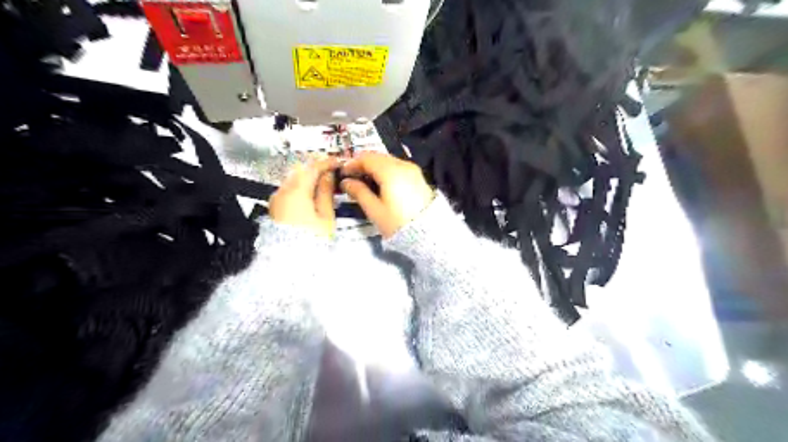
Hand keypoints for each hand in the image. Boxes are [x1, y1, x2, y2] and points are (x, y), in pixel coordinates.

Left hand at [270, 156, 336, 235]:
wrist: (287, 261)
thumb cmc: (310, 240)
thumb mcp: (325, 217)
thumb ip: (326, 193)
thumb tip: (328, 177)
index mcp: (297, 191)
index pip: (313, 167)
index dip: (327, 162)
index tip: (337, 162)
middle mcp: (283, 191)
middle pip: (300, 171)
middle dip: (316, 169)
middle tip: (331, 172)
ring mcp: (276, 199)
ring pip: (293, 179)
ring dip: (307, 178)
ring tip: (323, 185)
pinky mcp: (274, 208)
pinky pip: (288, 190)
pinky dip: (300, 188)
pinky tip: (310, 195)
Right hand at [341, 152, 433, 238]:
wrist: (428, 233)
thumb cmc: (398, 223)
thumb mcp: (375, 210)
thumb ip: (359, 192)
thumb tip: (346, 182)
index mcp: (390, 171)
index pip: (367, 158)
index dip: (352, 163)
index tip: (342, 174)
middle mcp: (403, 165)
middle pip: (378, 157)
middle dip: (363, 165)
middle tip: (352, 178)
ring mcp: (413, 170)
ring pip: (388, 161)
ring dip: (374, 167)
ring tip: (364, 183)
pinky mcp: (418, 177)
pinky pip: (397, 167)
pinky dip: (385, 171)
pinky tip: (380, 184)